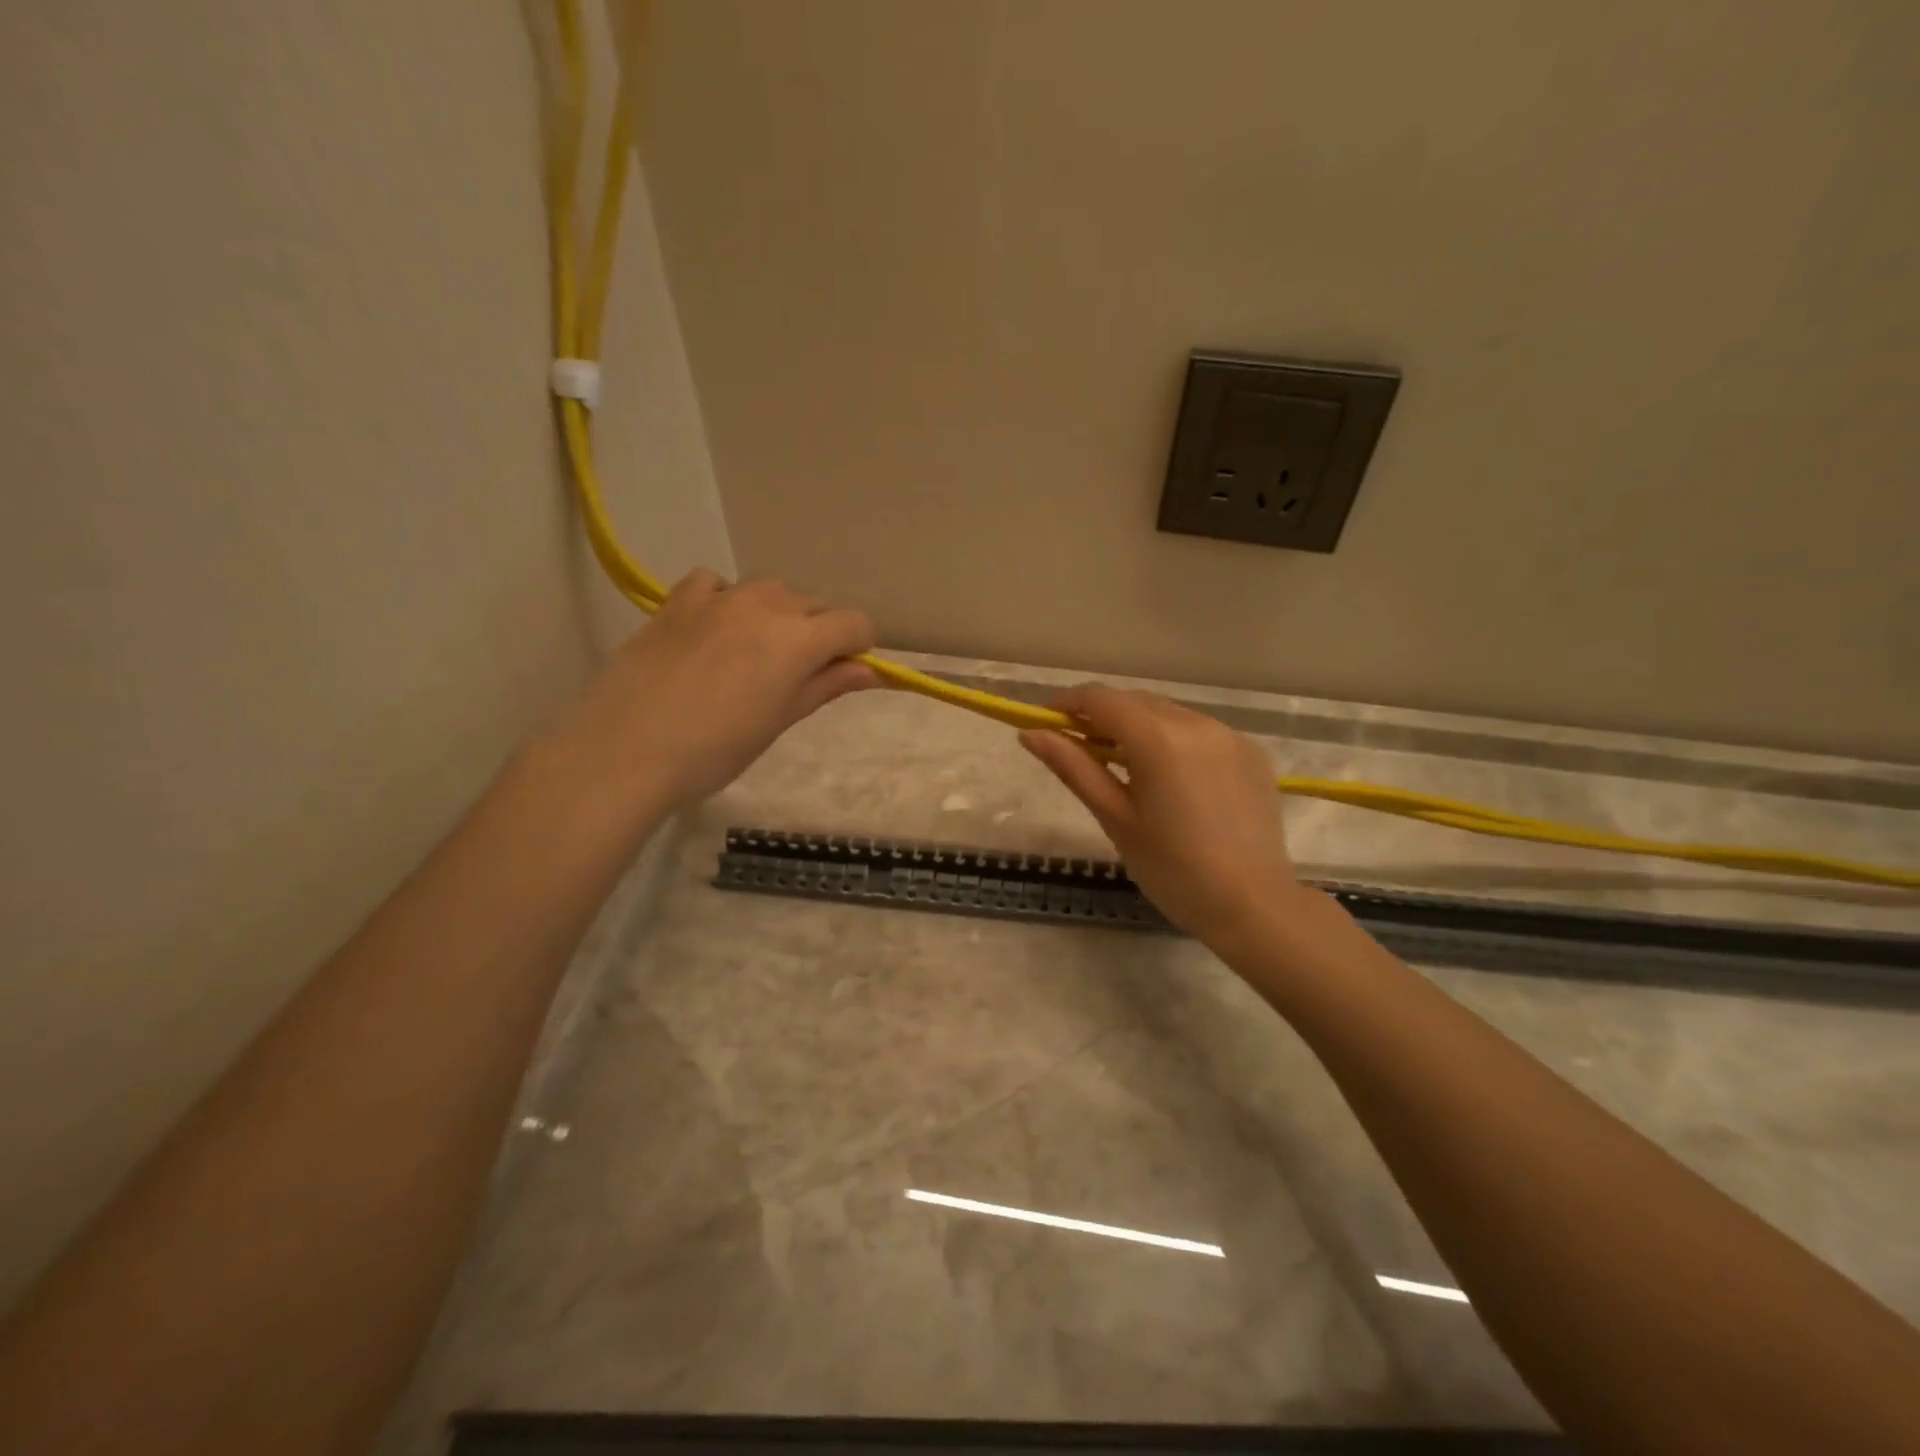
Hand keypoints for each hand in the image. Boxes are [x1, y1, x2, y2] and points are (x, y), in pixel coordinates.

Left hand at [537, 570, 876, 819]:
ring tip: (755, 654)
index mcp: (798, 639)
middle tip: (797, 675)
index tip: (844, 673)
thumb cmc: (714, 750)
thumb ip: (825, 686)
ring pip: (769, 590)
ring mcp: (718, 598)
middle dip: (819, 633)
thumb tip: (869, 670)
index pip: (854, 623)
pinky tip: (715, 629)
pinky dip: (727, 600)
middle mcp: (765, 605)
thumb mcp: (779, 721)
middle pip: (813, 604)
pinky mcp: (677, 601)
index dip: (859, 647)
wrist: (624, 750)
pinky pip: (716, 584)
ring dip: (778, 615)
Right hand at [1020, 686, 1300, 946]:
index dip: (1069, 703)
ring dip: (1140, 727)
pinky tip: (1172, 779)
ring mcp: (1230, 735)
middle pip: (1136, 702)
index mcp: (1159, 738)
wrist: (1253, 906)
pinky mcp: (1251, 753)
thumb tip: (1031, 734)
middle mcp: (1197, 722)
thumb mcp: (1115, 818)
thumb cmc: (1172, 869)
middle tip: (1081, 750)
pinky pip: (1201, 732)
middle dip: (1103, 717)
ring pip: (1169, 714)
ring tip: (1126, 767)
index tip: (1048, 721)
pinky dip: (1176, 741)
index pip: (1102, 699)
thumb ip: (1073, 767)